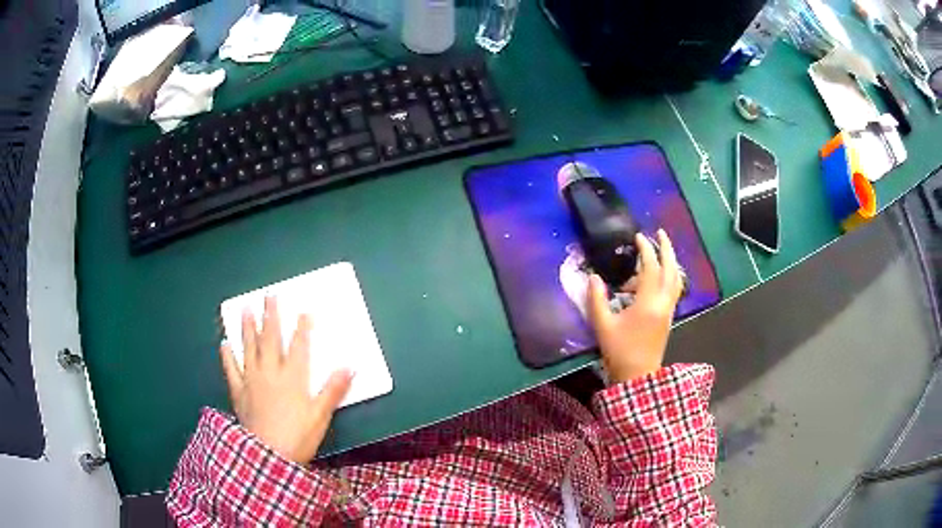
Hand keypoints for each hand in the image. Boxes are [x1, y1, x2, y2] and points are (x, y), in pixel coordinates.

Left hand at [219, 297, 352, 463]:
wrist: (267, 455)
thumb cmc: (298, 437)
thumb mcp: (321, 416)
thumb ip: (334, 390)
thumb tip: (350, 366)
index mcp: (293, 377)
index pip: (299, 346)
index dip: (302, 328)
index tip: (304, 310)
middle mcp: (270, 372)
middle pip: (271, 339)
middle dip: (271, 316)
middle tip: (269, 295)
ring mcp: (251, 380)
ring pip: (249, 348)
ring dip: (248, 327)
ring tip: (246, 308)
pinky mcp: (238, 392)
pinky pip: (231, 369)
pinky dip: (227, 356)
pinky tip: (224, 344)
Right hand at [586, 229, 683, 382]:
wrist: (637, 376)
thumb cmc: (619, 351)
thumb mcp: (603, 325)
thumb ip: (597, 299)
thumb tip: (594, 277)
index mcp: (648, 303)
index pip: (651, 268)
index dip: (646, 250)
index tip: (638, 236)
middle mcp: (663, 303)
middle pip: (671, 269)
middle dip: (667, 249)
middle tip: (661, 233)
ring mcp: (668, 310)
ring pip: (676, 279)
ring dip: (671, 261)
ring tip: (661, 251)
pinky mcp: (669, 317)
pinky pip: (674, 289)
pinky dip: (670, 276)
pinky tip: (659, 277)